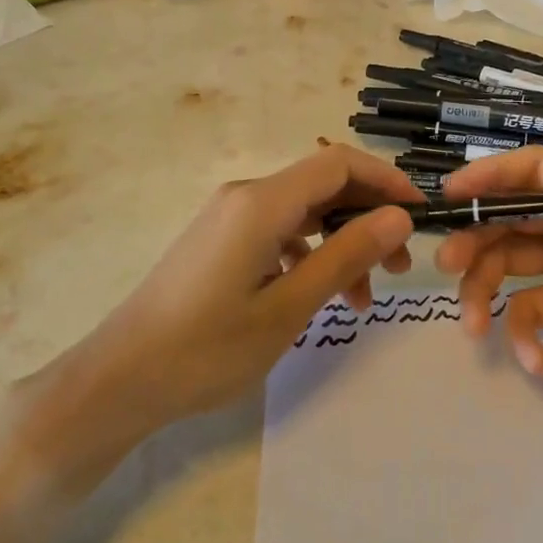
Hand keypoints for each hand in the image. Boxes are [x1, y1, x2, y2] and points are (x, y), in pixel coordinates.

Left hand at [76, 145, 422, 430]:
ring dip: (341, 245)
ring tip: (363, 299)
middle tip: (401, 266)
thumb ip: (346, 256)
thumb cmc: (207, 348)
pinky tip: (318, 296)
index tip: (421, 214)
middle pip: (323, 186)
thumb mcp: (288, 307)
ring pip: (303, 214)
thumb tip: (399, 218)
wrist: (121, 379)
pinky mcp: (221, 241)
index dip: (386, 181)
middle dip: (368, 218)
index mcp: (262, 202)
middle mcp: (246, 196)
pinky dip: (309, 257)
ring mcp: (229, 218)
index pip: (339, 164)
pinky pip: (279, 233)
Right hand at [434, 116, 542, 454]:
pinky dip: (522, 335)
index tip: (453, 192)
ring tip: (471, 323)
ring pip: (510, 265)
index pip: (538, 172)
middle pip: (514, 219)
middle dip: (477, 237)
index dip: (493, 176)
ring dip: (484, 290)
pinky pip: (528, 312)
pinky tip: (534, 361)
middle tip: (446, 261)